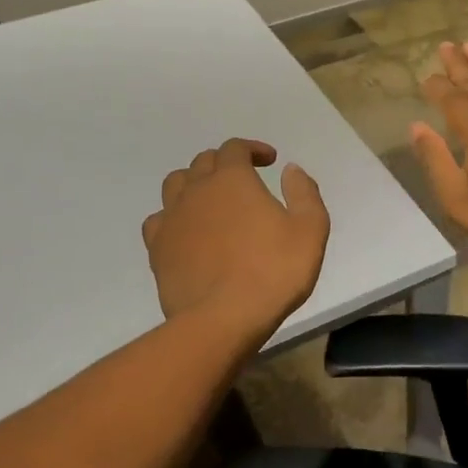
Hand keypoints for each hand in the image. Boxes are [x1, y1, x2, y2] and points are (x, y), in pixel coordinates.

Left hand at [143, 138, 330, 336]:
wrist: (223, 319)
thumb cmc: (273, 272)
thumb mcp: (310, 230)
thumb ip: (304, 194)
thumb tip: (290, 170)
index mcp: (232, 179)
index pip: (235, 148)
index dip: (253, 149)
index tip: (270, 161)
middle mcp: (197, 190)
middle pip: (204, 162)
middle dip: (225, 163)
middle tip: (244, 180)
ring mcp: (172, 219)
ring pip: (176, 184)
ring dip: (195, 183)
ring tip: (211, 200)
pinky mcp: (157, 248)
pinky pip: (159, 219)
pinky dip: (174, 216)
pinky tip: (187, 231)